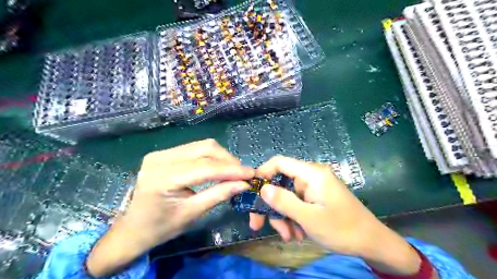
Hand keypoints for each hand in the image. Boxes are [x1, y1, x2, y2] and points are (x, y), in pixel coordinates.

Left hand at [85, 140, 253, 276]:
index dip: (232, 170)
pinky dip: (210, 157)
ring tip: (233, 171)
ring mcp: (160, 153)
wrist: (132, 228)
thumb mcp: (192, 213)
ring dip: (221, 157)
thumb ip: (219, 195)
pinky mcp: (163, 153)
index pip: (205, 167)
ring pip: (201, 145)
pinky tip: (217, 167)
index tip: (251, 174)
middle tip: (242, 173)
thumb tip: (244, 184)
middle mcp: (160, 159)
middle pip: (205, 148)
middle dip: (228, 160)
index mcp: (163, 178)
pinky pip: (194, 149)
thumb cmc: (161, 227)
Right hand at [253, 157, 431, 276]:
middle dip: (271, 205)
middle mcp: (311, 176)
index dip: (263, 172)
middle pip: (281, 183)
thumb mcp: (309, 218)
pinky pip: (297, 204)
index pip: (280, 162)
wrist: (371, 242)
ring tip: (289, 236)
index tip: (252, 191)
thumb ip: (284, 202)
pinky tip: (297, 234)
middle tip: (259, 225)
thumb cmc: (342, 229)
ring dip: (283, 216)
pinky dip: (293, 218)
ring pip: (287, 197)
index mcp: (312, 173)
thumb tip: (262, 189)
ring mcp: (313, 188)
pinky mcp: (316, 197)